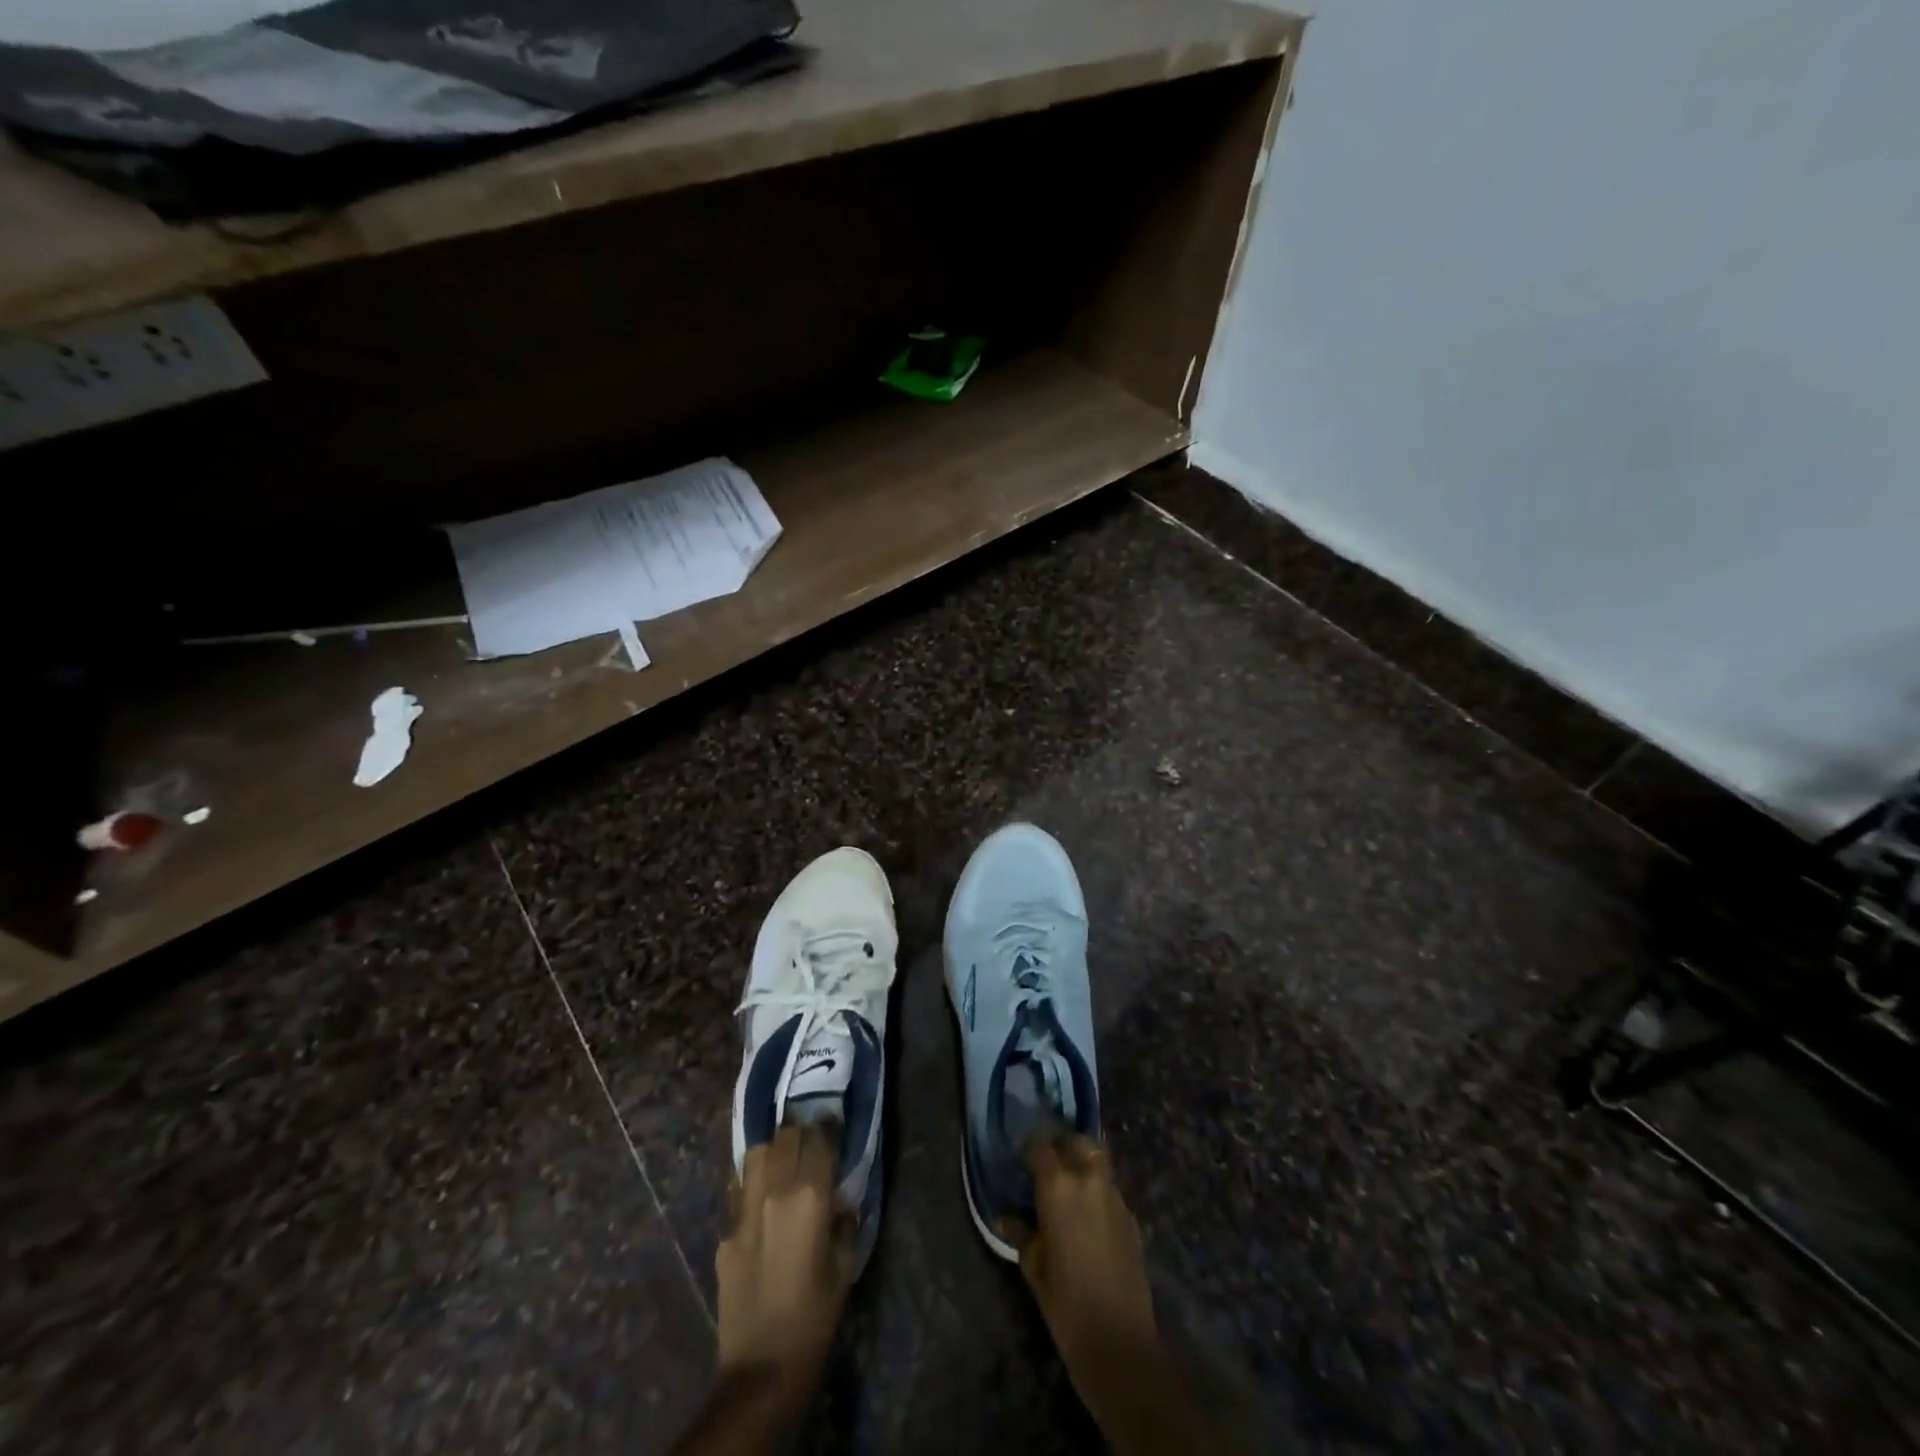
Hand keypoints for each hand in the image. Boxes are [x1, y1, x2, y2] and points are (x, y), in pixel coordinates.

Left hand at [715, 1121, 855, 1396]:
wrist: (762, 1367)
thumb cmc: (815, 1317)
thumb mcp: (843, 1266)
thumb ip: (843, 1224)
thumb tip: (841, 1203)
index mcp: (810, 1197)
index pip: (819, 1140)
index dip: (828, 1124)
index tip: (834, 1118)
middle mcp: (775, 1192)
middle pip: (786, 1137)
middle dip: (800, 1129)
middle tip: (810, 1133)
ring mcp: (745, 1210)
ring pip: (757, 1154)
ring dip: (773, 1148)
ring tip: (783, 1155)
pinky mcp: (726, 1233)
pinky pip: (739, 1189)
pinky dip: (752, 1181)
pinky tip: (760, 1193)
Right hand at [1005, 1135, 1158, 1369]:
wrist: (1118, 1340)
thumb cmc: (1065, 1302)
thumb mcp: (1034, 1266)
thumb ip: (1021, 1233)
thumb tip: (1006, 1217)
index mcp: (1058, 1186)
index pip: (1041, 1147)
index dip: (1030, 1149)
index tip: (1022, 1160)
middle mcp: (1088, 1180)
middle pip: (1078, 1141)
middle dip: (1063, 1145)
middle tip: (1049, 1164)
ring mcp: (1114, 1196)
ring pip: (1098, 1161)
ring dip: (1083, 1165)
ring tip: (1069, 1187)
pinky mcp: (1131, 1216)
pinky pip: (1111, 1188)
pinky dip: (1098, 1190)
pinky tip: (1088, 1215)